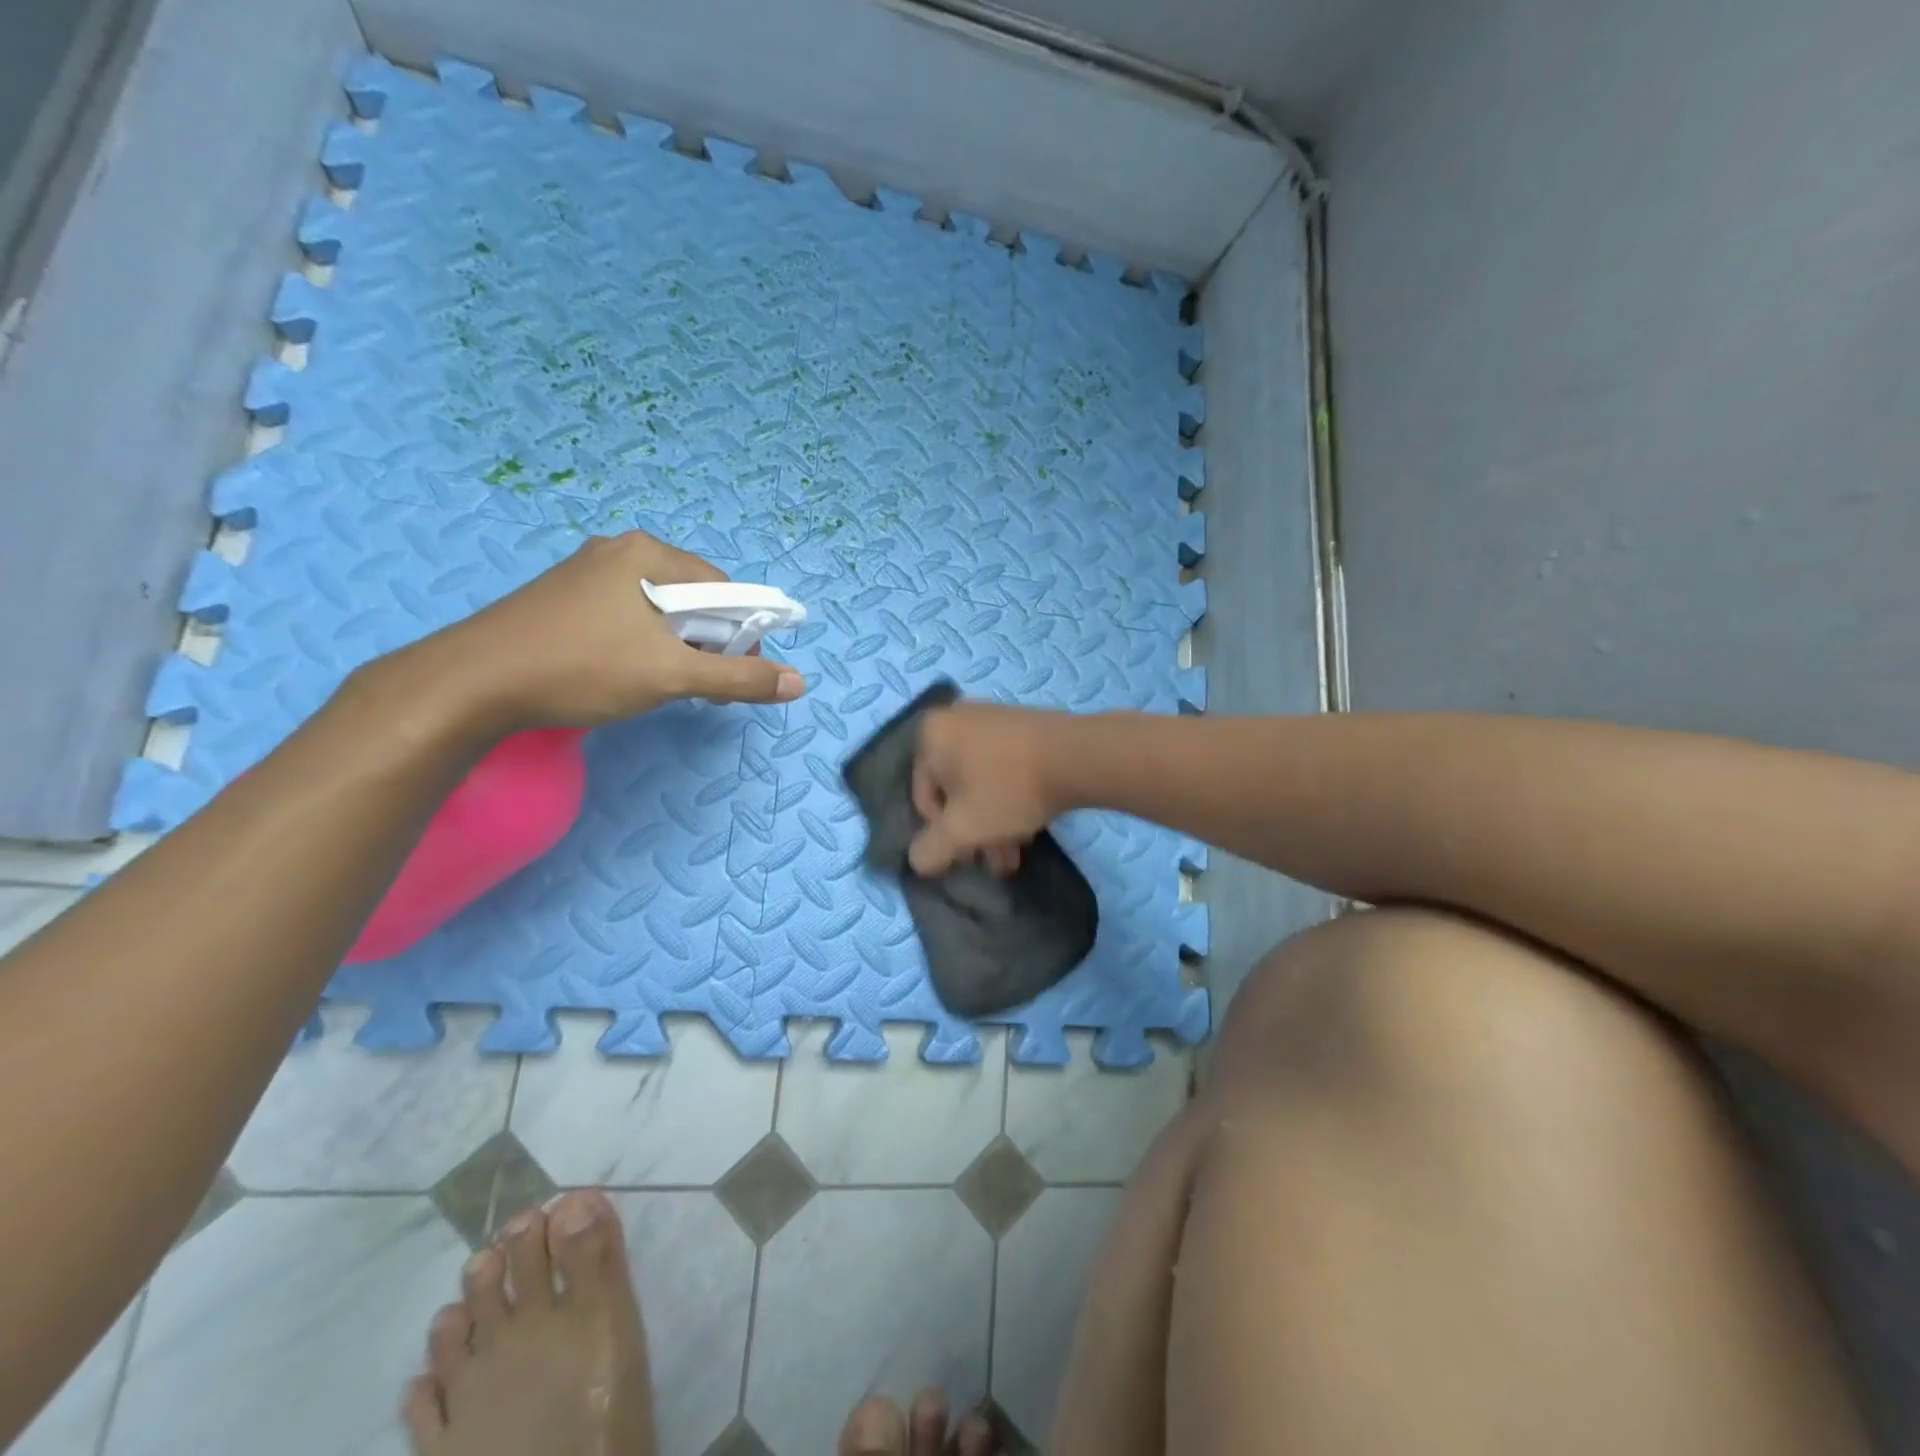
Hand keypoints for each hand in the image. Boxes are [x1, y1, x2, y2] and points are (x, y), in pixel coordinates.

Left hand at [404, 532, 805, 731]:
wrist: (470, 683)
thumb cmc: (581, 667)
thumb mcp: (671, 675)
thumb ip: (739, 678)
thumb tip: (798, 682)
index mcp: (648, 554)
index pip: (723, 588)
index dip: (743, 633)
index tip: (739, 675)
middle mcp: (619, 552)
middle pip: (692, 598)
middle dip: (709, 643)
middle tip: (703, 688)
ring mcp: (586, 574)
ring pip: (658, 611)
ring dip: (677, 648)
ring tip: (666, 686)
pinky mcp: (563, 599)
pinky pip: (626, 617)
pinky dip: (644, 646)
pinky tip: (627, 675)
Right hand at [909, 701, 1074, 875]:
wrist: (1077, 756)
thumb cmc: (1009, 789)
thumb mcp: (962, 830)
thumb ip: (931, 850)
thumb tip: (919, 860)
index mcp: (931, 734)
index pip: (923, 798)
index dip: (944, 834)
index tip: (970, 855)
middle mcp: (956, 718)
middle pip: (954, 790)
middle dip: (973, 832)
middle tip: (995, 861)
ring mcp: (991, 719)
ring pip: (981, 783)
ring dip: (993, 823)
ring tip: (1014, 855)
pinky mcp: (1021, 726)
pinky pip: (1002, 768)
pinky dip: (1009, 798)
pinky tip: (1028, 827)